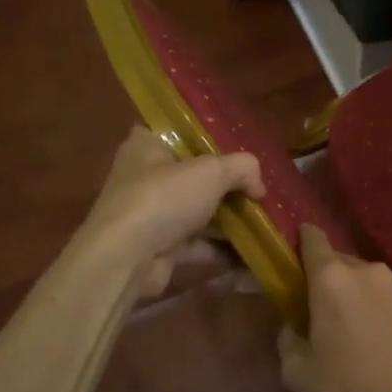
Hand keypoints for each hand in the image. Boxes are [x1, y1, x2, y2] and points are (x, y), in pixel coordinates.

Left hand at [79, 127, 263, 295]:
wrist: (125, 259)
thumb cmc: (163, 198)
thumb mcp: (212, 171)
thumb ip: (243, 168)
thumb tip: (259, 186)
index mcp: (147, 144)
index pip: (180, 132)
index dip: (211, 138)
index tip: (240, 148)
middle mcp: (145, 176)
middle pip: (194, 175)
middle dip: (228, 185)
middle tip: (259, 189)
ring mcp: (151, 214)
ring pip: (198, 211)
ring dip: (229, 219)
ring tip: (265, 221)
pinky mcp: (159, 247)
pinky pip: (198, 244)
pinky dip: (222, 248)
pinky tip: (252, 253)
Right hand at [279, 224, 391, 391]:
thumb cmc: (349, 389)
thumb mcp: (297, 373)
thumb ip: (287, 339)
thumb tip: (293, 326)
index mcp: (332, 279)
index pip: (313, 239)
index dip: (303, 240)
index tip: (297, 251)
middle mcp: (369, 271)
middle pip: (342, 263)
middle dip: (331, 280)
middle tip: (325, 311)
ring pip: (371, 281)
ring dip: (361, 295)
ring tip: (360, 329)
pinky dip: (387, 310)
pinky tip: (387, 340)